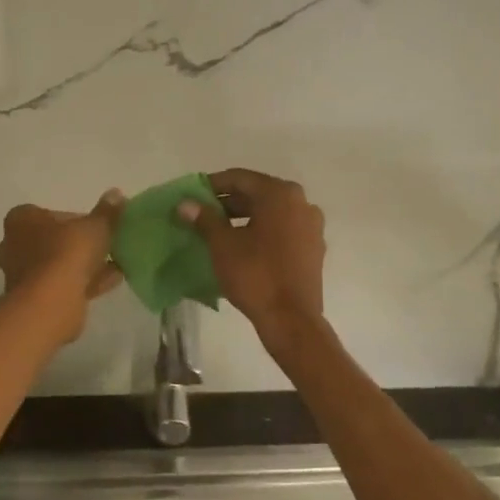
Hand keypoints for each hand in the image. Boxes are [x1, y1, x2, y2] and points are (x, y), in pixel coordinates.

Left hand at [0, 192, 124, 342]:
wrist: (50, 304)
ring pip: (58, 266)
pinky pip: (62, 286)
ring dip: (83, 266)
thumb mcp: (95, 226)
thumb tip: (116, 194)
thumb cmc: (66, 253)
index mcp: (21, 220)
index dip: (76, 220)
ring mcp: (21, 276)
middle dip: (78, 245)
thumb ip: (107, 211)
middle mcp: (14, 246)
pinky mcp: (33, 301)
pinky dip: (84, 283)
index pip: (50, 214)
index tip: (95, 227)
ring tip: (115, 265)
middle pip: (53, 241)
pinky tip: (111, 281)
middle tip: (104, 246)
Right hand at [178, 168, 326, 359]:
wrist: (292, 320)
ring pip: (272, 212)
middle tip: (203, 215)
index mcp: (279, 194)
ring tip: (220, 231)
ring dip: (245, 217)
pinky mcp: (314, 248)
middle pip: (258, 193)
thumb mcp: (223, 245)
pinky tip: (245, 246)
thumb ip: (204, 218)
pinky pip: (284, 229)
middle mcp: (301, 202)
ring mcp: (311, 225)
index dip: (213, 185)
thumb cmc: (255, 275)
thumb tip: (185, 203)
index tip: (193, 196)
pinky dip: (263, 231)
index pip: (239, 178)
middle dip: (229, 202)